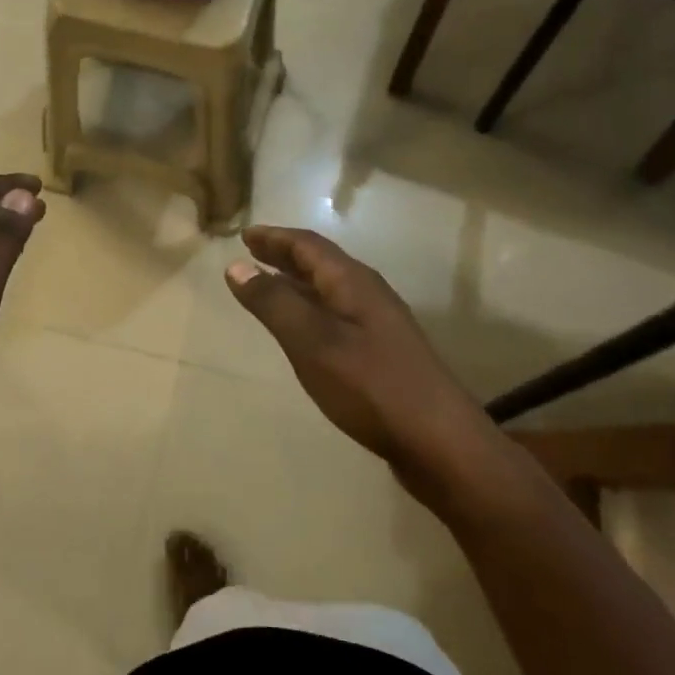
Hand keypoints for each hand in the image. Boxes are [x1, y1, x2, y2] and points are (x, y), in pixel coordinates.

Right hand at [226, 226, 482, 487]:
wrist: (438, 440)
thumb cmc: (369, 385)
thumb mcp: (311, 341)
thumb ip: (273, 303)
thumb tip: (236, 266)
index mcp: (353, 282)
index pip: (308, 245)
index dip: (274, 237)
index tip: (244, 234)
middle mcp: (368, 294)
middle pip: (321, 263)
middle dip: (285, 255)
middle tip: (252, 252)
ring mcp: (378, 324)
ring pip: (329, 289)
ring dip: (297, 282)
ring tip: (268, 284)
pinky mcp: (381, 352)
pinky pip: (336, 314)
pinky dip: (310, 309)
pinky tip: (302, 330)